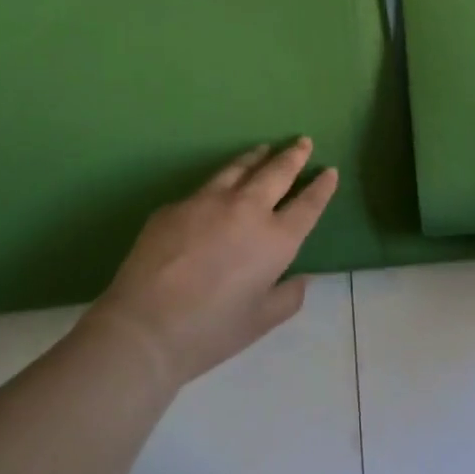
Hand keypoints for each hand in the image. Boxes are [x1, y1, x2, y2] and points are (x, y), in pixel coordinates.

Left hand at [89, 139, 338, 386]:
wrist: (144, 327)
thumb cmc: (210, 331)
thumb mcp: (260, 322)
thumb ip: (288, 296)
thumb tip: (301, 278)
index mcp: (275, 239)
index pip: (307, 204)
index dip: (321, 187)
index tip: (329, 171)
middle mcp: (246, 209)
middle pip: (276, 172)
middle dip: (293, 155)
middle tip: (302, 142)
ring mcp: (207, 201)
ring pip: (239, 168)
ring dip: (256, 157)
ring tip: (264, 149)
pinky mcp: (176, 205)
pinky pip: (204, 190)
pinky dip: (219, 185)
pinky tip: (216, 193)